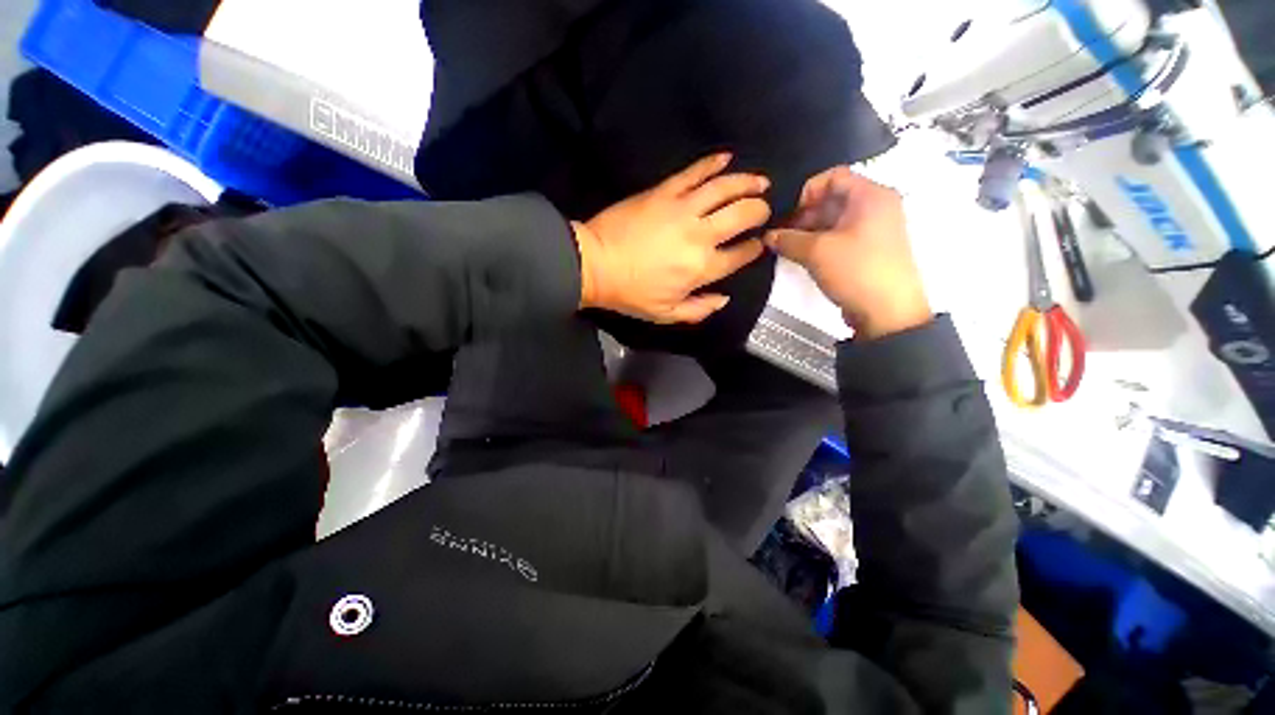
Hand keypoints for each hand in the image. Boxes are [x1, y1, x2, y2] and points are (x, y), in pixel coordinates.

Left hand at [574, 153, 769, 323]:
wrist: (595, 263)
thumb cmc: (631, 293)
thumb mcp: (666, 314)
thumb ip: (699, 310)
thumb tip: (724, 299)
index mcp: (702, 268)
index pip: (740, 255)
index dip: (754, 248)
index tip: (759, 244)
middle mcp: (700, 235)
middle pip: (742, 215)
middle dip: (759, 211)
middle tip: (763, 209)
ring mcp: (682, 209)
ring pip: (725, 188)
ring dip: (748, 182)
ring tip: (760, 181)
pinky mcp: (664, 191)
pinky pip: (694, 172)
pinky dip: (712, 162)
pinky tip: (727, 158)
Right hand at [765, 167, 931, 338]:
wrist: (887, 312)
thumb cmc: (856, 271)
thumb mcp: (816, 252)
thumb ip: (787, 239)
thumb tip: (768, 236)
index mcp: (871, 195)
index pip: (833, 176)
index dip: (806, 191)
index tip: (788, 214)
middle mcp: (876, 206)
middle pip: (833, 198)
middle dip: (803, 214)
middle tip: (782, 234)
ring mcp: (874, 229)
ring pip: (835, 219)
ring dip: (809, 230)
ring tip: (787, 247)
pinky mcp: (869, 249)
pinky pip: (840, 236)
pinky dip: (820, 242)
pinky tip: (803, 256)